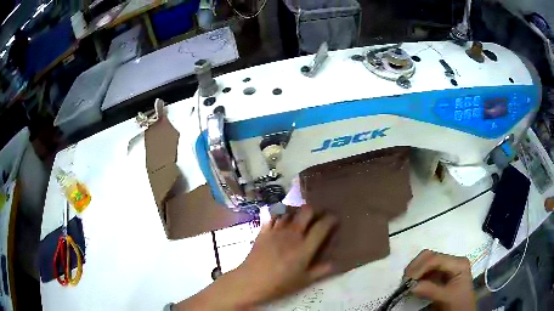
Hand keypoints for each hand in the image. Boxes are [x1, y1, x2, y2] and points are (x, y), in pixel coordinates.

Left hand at [176, 205, 336, 309]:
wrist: (252, 280)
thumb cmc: (280, 283)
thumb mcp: (304, 280)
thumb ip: (321, 270)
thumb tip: (335, 263)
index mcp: (305, 246)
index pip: (322, 226)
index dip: (330, 219)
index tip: (334, 219)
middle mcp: (292, 234)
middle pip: (306, 211)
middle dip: (314, 210)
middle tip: (316, 217)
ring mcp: (276, 230)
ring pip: (289, 211)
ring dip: (296, 211)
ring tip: (299, 218)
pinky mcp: (263, 231)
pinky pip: (273, 216)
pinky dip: (279, 214)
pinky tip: (281, 218)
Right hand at [404, 250, 475, 310]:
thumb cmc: (458, 304)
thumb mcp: (446, 298)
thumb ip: (431, 290)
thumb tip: (411, 285)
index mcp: (458, 263)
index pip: (436, 259)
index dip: (420, 267)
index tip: (407, 281)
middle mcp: (452, 261)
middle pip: (430, 256)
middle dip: (416, 266)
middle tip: (404, 281)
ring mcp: (446, 267)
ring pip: (426, 261)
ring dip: (414, 270)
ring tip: (406, 283)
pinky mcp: (439, 275)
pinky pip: (425, 271)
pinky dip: (416, 275)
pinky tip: (412, 283)